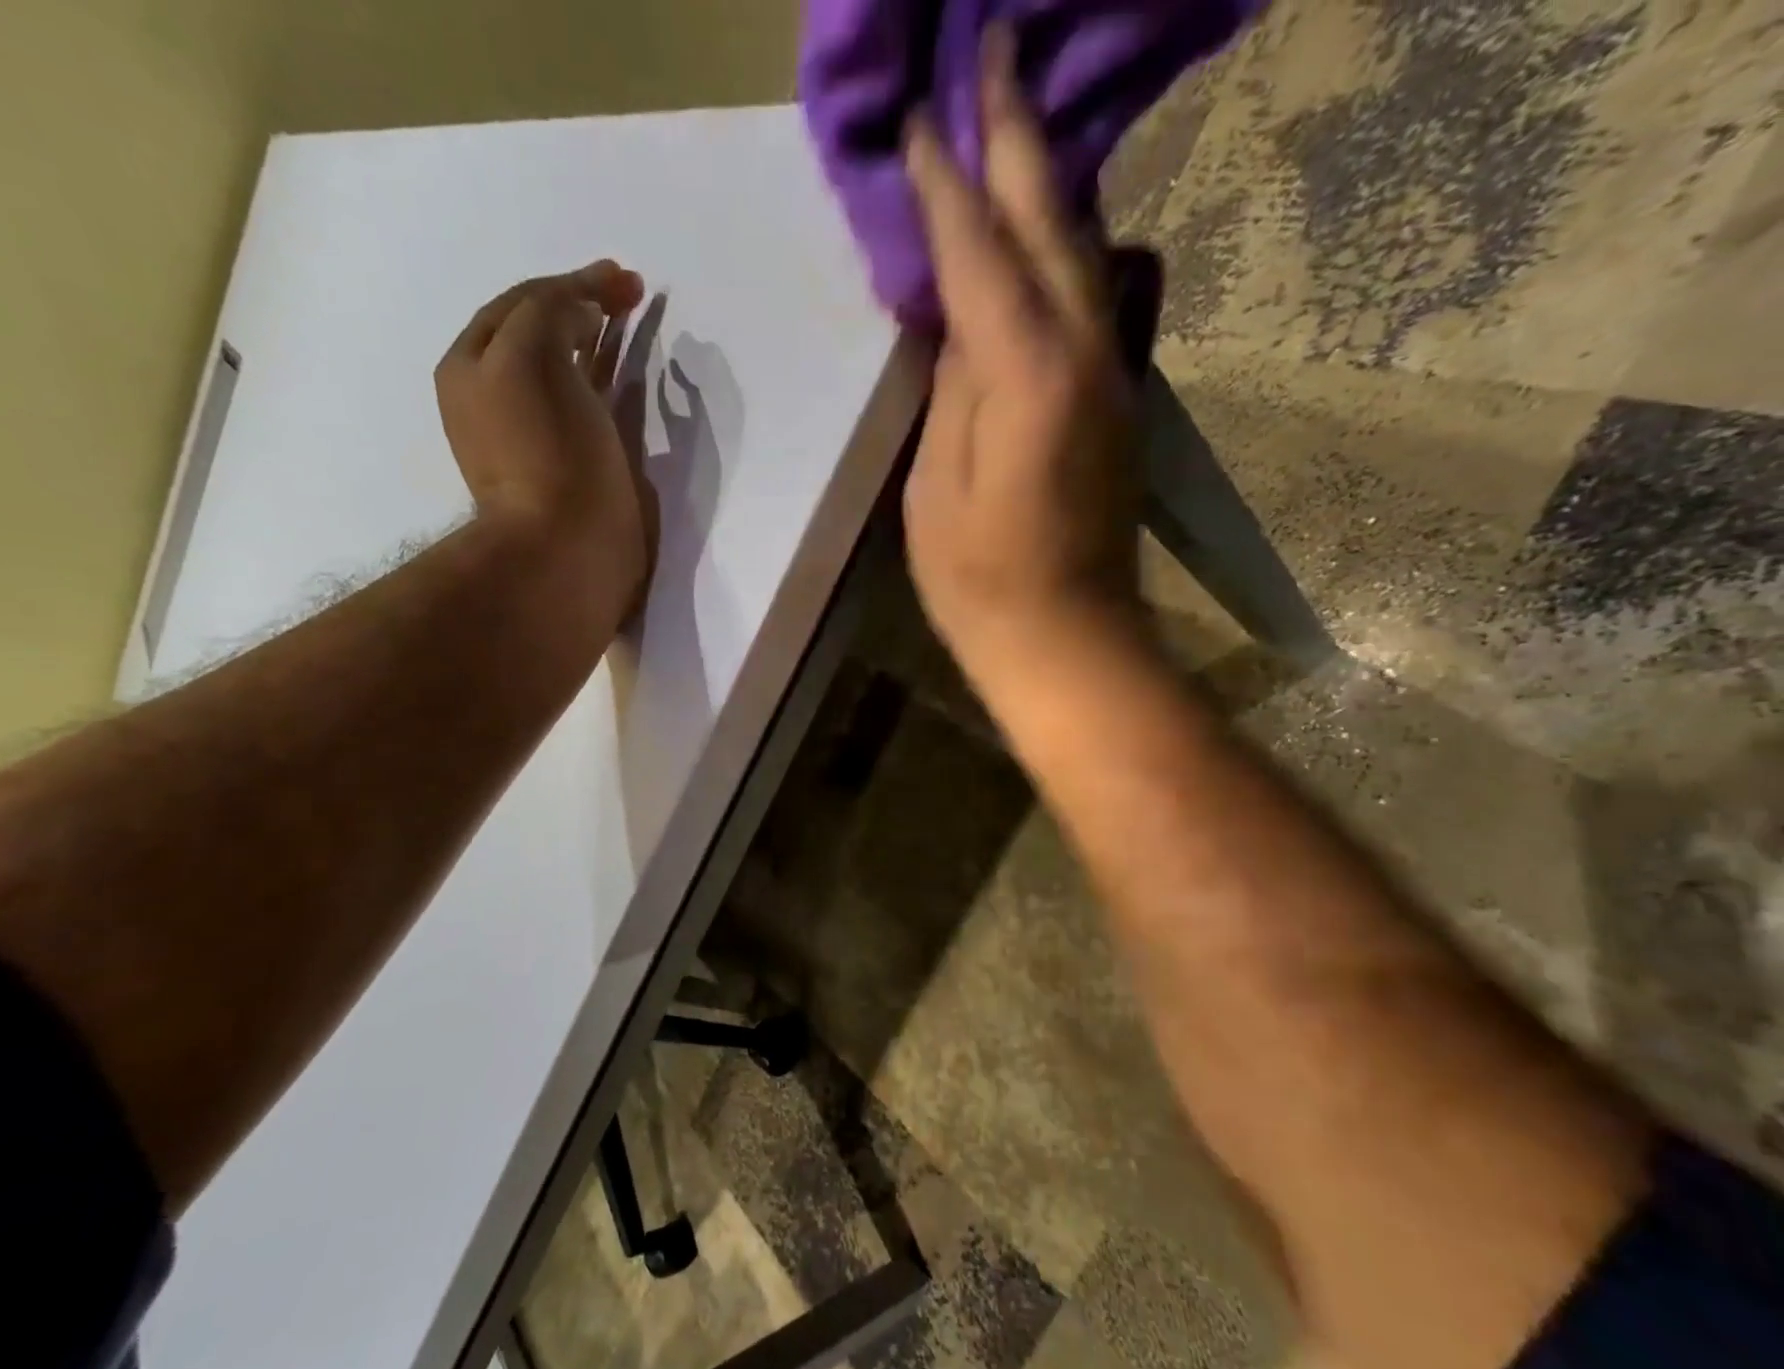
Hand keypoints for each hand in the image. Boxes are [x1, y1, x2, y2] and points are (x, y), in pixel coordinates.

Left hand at [436, 260, 658, 623]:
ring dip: (596, 345)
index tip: (624, 278)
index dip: (573, 282)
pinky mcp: (571, 470)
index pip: (522, 304)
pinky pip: (586, 412)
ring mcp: (534, 438)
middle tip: (629, 296)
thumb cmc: (547, 451)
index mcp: (473, 368)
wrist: (566, 550)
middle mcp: (495, 399)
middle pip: (539, 335)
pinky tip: (627, 384)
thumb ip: (549, 312)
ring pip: (565, 374)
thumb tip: (581, 313)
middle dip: (581, 308)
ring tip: (630, 329)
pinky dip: (606, 387)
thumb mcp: (530, 355)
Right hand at [901, 28, 1144, 693]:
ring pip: (1085, 252)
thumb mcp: (935, 487)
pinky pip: (1095, 299)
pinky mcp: (1120, 400)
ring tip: (1020, 126)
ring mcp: (1114, 373)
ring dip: (1051, 181)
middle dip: (1018, 136)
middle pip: (1051, 222)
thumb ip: (952, 391)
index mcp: (1025, 373)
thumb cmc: (978, 579)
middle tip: (995, 51)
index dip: (947, 182)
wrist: (1065, 636)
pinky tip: (1051, 233)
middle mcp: (1085, 352)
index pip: (978, 251)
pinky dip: (1068, 250)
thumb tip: (963, 323)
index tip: (923, 113)